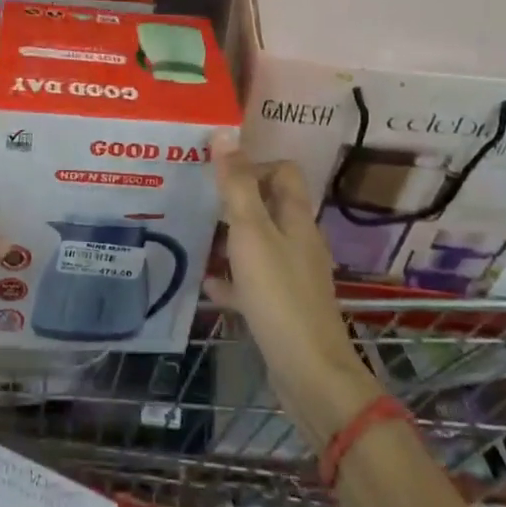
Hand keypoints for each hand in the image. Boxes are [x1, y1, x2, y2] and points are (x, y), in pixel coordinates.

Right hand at [204, 135, 383, 445]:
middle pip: (268, 205)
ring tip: (195, 236)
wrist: (309, 373)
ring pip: (259, 243)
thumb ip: (236, 185)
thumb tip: (225, 133)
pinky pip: (253, 281)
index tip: (219, 175)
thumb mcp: (251, 233)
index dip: (253, 165)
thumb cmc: (279, 295)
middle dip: (235, 200)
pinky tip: (207, 284)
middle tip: (198, 201)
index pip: (282, 171)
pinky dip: (232, 278)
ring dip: (230, 238)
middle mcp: (298, 240)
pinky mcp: (283, 306)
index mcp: (296, 217)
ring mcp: (293, 275)